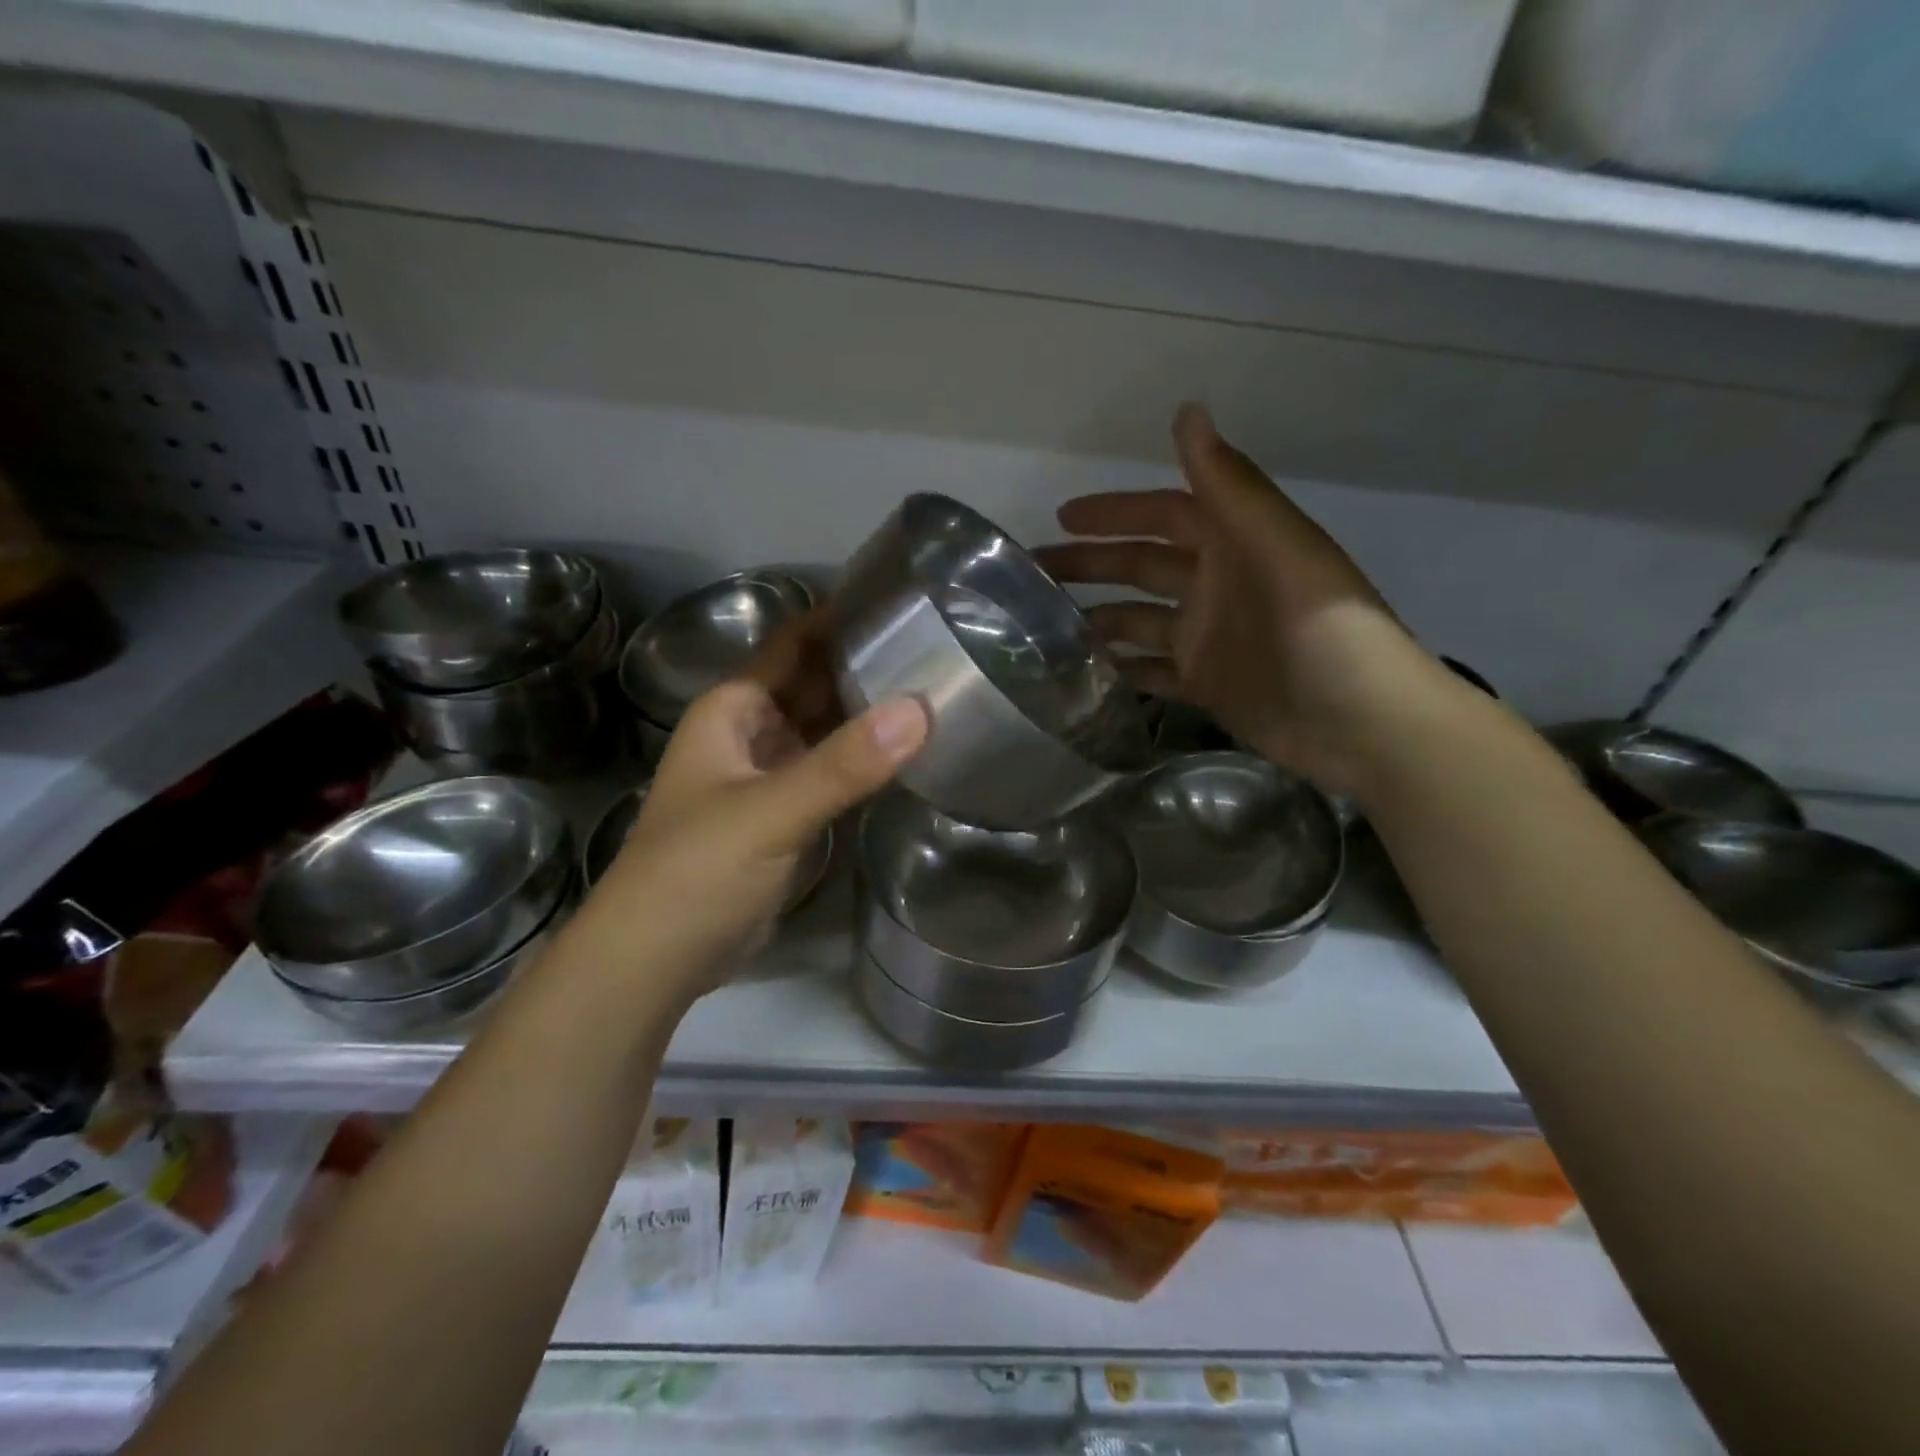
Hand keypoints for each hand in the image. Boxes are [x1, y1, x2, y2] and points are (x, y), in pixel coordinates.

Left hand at [586, 617, 926, 991]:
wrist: (656, 960)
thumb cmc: (696, 870)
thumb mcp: (769, 811)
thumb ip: (844, 764)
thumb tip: (921, 709)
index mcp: (735, 709)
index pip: (795, 644)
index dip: (842, 619)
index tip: (906, 601)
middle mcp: (753, 732)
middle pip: (817, 685)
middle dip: (868, 667)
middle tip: (941, 648)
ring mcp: (771, 776)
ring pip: (828, 731)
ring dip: (871, 715)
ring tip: (940, 691)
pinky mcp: (788, 817)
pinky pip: (833, 774)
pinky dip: (866, 762)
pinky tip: (912, 754)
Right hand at [1036, 403, 1442, 794]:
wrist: (1360, 722)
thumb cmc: (1323, 629)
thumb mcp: (1277, 547)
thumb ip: (1229, 485)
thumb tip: (1187, 411)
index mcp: (1234, 545)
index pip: (1163, 514)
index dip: (1116, 512)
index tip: (1062, 517)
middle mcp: (1216, 586)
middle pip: (1142, 567)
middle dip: (1090, 565)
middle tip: (1033, 575)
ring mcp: (1209, 639)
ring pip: (1140, 620)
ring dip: (1098, 618)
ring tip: (1046, 628)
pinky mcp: (1206, 685)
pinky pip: (1153, 672)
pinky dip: (1122, 670)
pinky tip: (1084, 672)